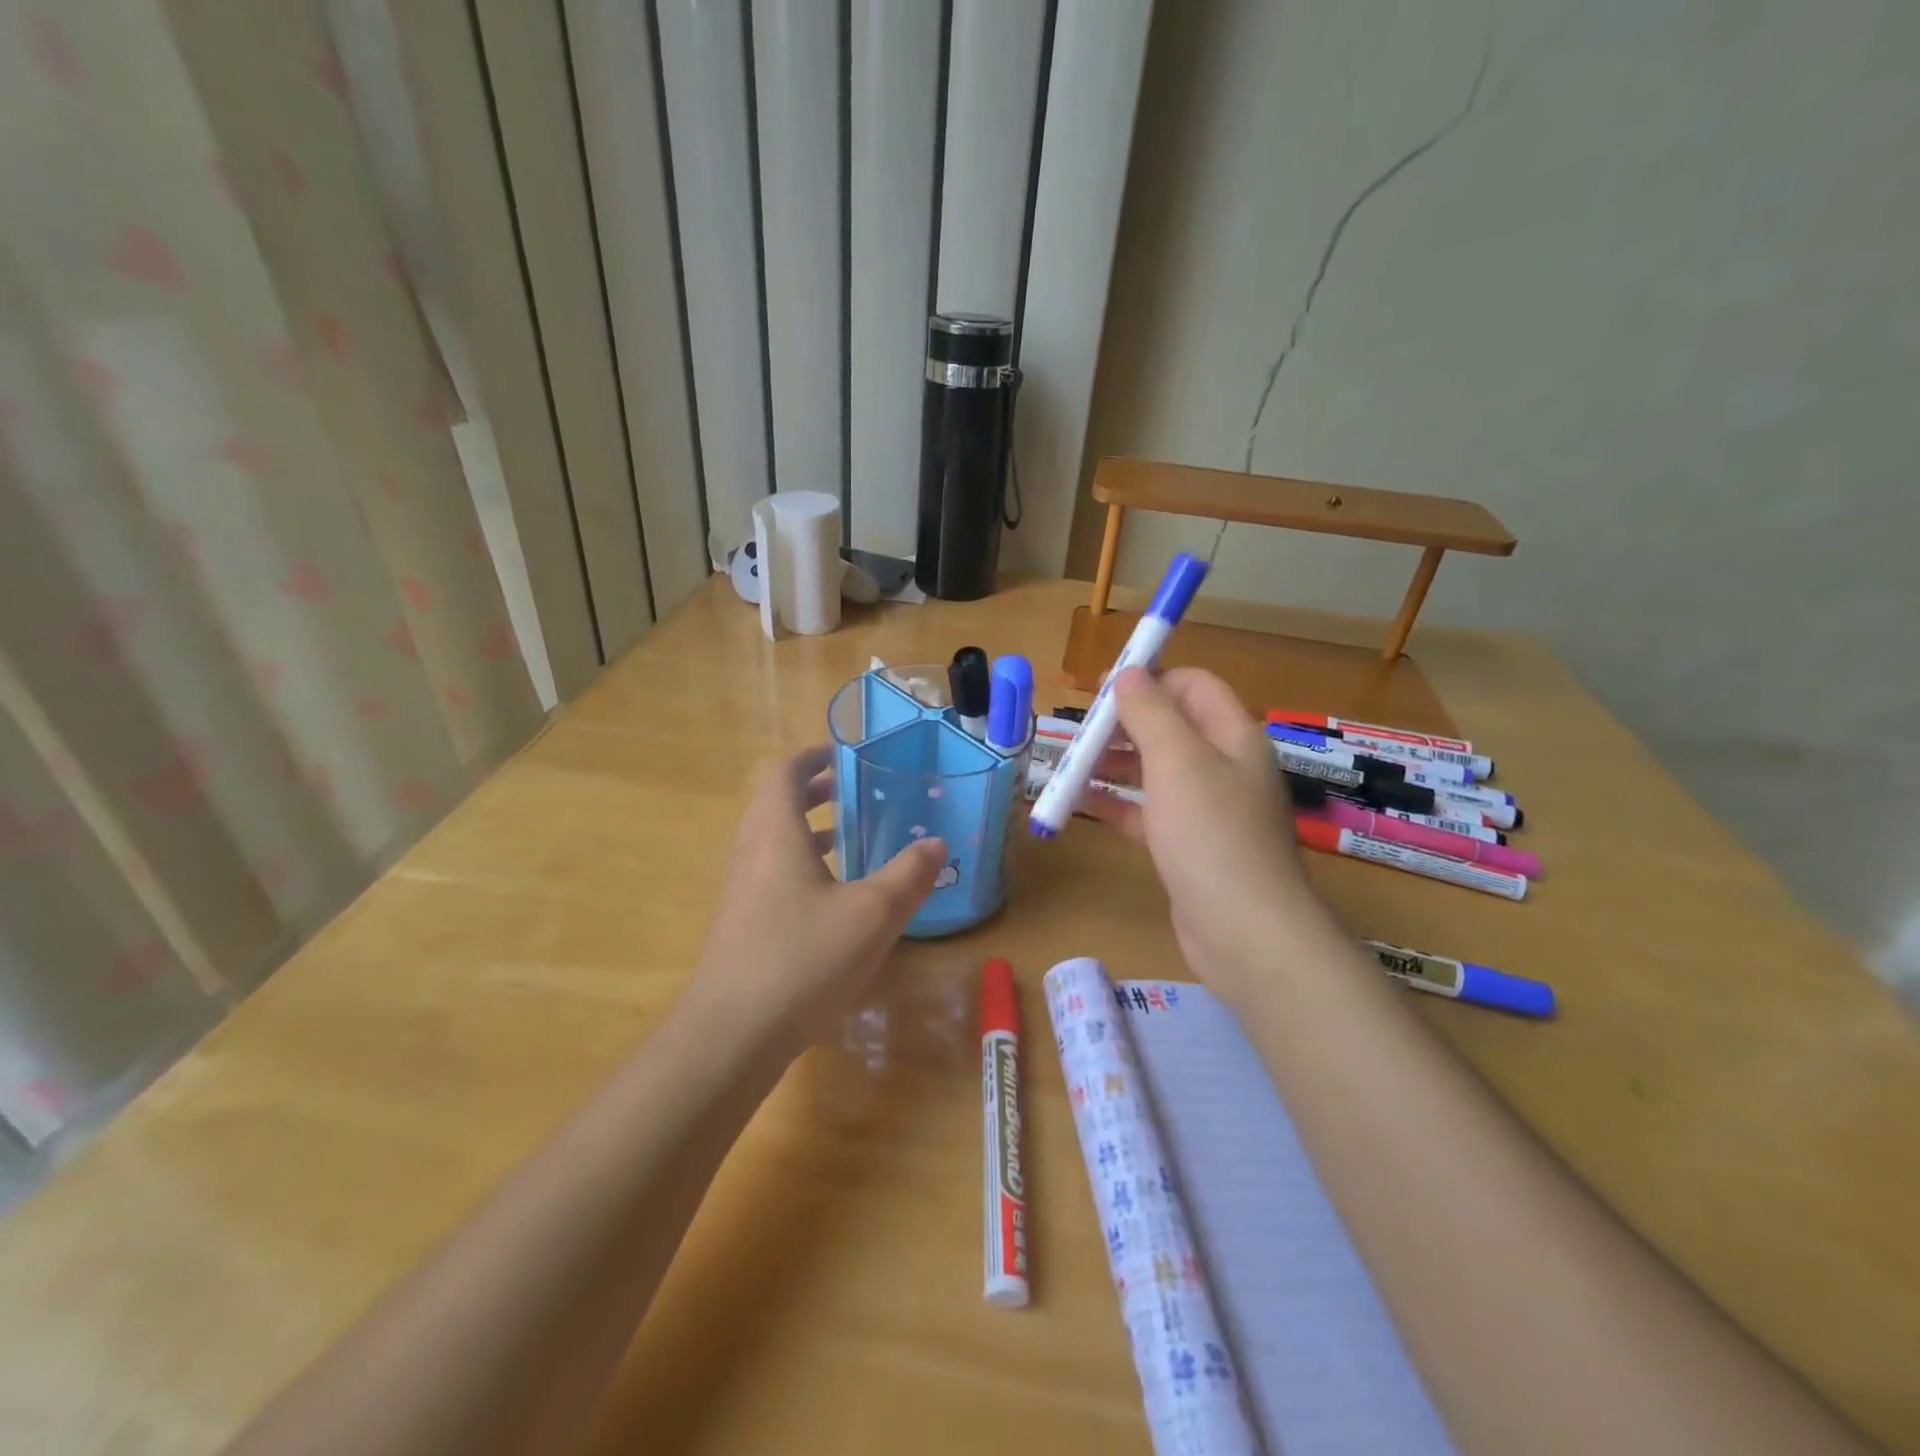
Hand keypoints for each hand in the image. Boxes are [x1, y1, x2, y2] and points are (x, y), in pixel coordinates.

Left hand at [681, 745, 946, 1054]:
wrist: (731, 1036)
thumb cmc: (803, 958)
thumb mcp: (872, 913)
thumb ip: (908, 875)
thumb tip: (936, 844)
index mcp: (775, 832)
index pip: (783, 773)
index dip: (811, 756)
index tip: (842, 754)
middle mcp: (751, 852)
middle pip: (776, 804)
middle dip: (815, 792)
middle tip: (854, 791)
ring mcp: (742, 891)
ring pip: (775, 843)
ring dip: (809, 832)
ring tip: (851, 839)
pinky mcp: (742, 925)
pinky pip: (773, 875)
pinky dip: (803, 867)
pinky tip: (835, 900)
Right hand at [1086, 668, 1331, 1004]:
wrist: (1246, 932)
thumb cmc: (1211, 834)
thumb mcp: (1177, 761)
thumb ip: (1150, 712)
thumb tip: (1129, 673)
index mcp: (1233, 736)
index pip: (1192, 685)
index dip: (1149, 679)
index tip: (1101, 691)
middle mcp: (1224, 766)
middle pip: (1169, 727)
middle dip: (1122, 725)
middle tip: (1078, 735)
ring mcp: (1208, 809)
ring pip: (1154, 771)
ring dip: (1113, 764)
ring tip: (1068, 767)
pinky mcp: (1189, 845)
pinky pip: (1148, 812)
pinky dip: (1117, 804)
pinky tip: (1080, 804)